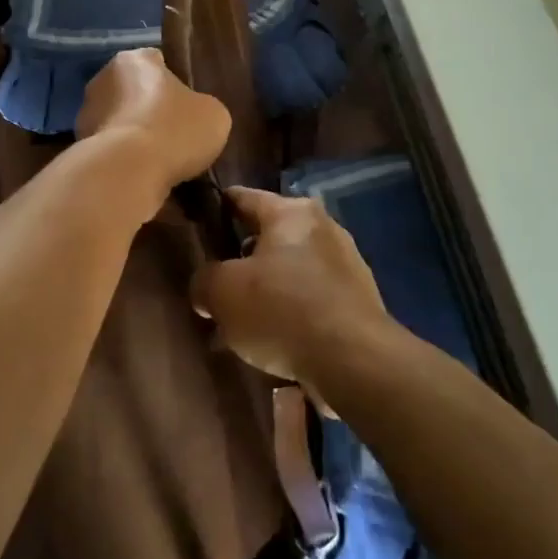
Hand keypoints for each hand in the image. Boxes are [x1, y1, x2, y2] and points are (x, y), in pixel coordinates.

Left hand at [76, 48, 230, 206]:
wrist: (128, 172)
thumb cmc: (174, 130)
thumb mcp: (214, 115)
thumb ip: (203, 107)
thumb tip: (194, 116)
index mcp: (134, 60)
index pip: (158, 62)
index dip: (176, 83)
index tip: (189, 106)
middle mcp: (103, 78)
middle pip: (135, 91)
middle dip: (151, 109)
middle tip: (176, 135)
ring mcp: (86, 113)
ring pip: (120, 121)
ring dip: (135, 135)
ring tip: (161, 161)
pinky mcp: (79, 146)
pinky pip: (111, 149)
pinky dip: (123, 158)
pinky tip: (142, 174)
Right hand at [190, 187, 395, 384]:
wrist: (355, 361)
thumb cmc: (282, 310)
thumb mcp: (223, 293)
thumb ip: (205, 281)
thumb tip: (207, 288)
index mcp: (291, 212)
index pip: (243, 197)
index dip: (217, 208)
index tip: (198, 220)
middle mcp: (323, 228)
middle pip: (269, 237)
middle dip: (242, 260)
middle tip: (217, 284)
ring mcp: (346, 264)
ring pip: (291, 271)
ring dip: (267, 291)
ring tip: (241, 323)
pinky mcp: (358, 301)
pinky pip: (311, 300)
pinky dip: (291, 314)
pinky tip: (273, 342)